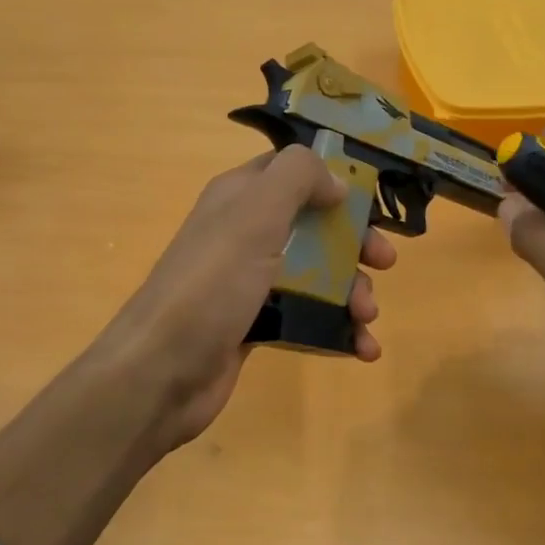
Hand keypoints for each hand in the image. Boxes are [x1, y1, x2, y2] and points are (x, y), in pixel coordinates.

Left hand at [91, 146, 395, 458]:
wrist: (159, 373)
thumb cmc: (211, 285)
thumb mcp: (255, 215)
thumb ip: (297, 178)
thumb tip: (336, 182)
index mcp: (241, 198)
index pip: (293, 171)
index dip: (334, 180)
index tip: (371, 201)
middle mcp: (245, 234)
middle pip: (315, 226)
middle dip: (355, 243)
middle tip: (385, 262)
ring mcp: (251, 282)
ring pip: (317, 275)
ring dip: (353, 292)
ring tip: (367, 318)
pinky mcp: (257, 325)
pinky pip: (308, 317)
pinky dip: (338, 330)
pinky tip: (363, 349)